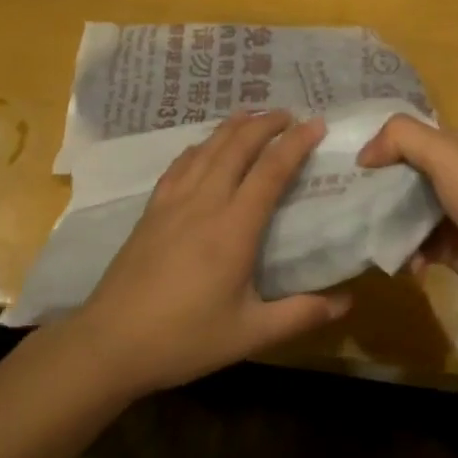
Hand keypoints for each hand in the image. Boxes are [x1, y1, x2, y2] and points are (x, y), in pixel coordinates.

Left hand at [72, 109, 350, 398]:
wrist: (109, 344)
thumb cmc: (184, 339)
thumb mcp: (250, 334)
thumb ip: (301, 315)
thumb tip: (348, 302)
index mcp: (233, 229)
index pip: (271, 172)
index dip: (296, 143)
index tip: (316, 123)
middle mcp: (204, 204)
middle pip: (236, 148)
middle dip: (265, 124)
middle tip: (288, 113)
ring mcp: (172, 204)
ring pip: (206, 150)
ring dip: (232, 127)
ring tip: (251, 115)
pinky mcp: (150, 212)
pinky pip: (179, 165)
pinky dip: (199, 146)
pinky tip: (203, 147)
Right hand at [356, 116, 457, 313]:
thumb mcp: (446, 154)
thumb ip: (402, 139)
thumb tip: (364, 155)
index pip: (410, 139)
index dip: (380, 148)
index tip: (346, 165)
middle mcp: (456, 177)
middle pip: (404, 177)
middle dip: (376, 190)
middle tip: (343, 202)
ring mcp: (454, 215)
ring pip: (407, 214)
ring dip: (388, 226)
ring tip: (364, 236)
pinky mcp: (452, 249)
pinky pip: (417, 247)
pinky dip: (406, 254)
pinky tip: (404, 263)